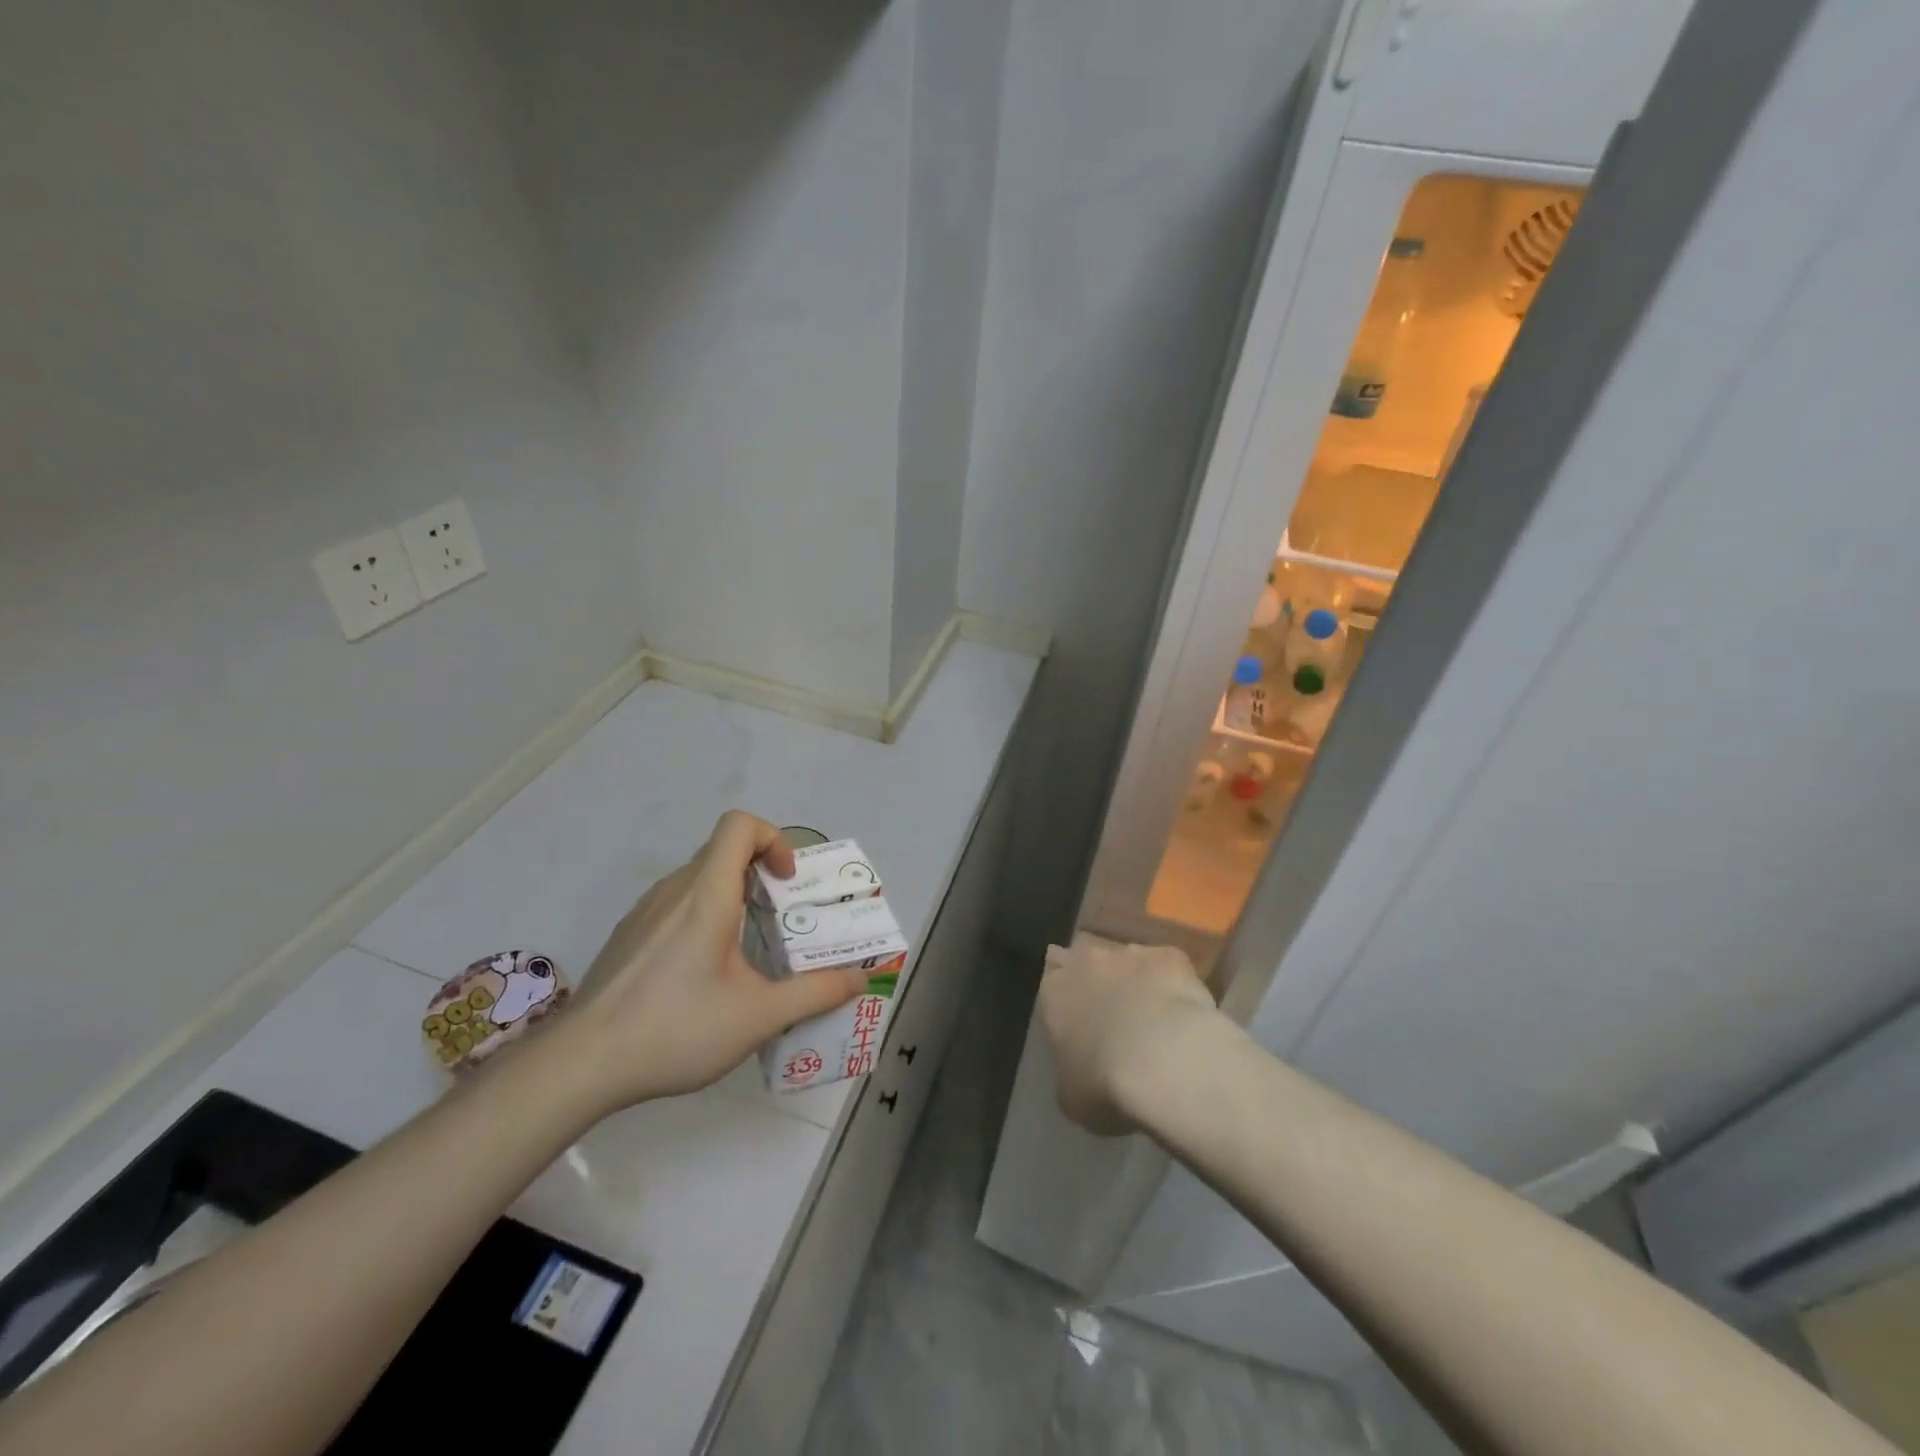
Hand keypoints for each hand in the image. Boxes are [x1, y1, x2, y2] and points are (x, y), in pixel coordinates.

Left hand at [549, 811, 866, 1113]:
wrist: (580, 1064)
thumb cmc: (675, 1029)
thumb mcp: (758, 1017)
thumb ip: (815, 993)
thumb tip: (859, 978)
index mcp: (707, 895)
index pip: (739, 825)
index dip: (773, 839)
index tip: (787, 882)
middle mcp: (674, 890)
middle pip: (723, 852)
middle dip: (762, 873)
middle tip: (783, 919)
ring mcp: (645, 912)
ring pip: (699, 880)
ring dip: (733, 896)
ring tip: (748, 950)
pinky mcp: (629, 935)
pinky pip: (676, 905)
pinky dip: (703, 917)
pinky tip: (703, 974)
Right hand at [1039, 935, 1220, 1135]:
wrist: (1165, 1061)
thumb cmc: (1104, 1083)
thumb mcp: (1070, 1093)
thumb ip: (1069, 1068)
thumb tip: (1079, 1067)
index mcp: (1054, 991)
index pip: (1050, 976)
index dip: (1064, 992)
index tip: (1076, 1012)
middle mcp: (1087, 960)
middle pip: (1086, 957)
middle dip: (1096, 977)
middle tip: (1112, 1008)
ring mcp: (1131, 953)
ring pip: (1128, 959)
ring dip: (1135, 979)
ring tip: (1152, 1014)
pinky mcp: (1171, 956)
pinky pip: (1168, 967)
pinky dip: (1173, 984)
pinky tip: (1184, 1011)